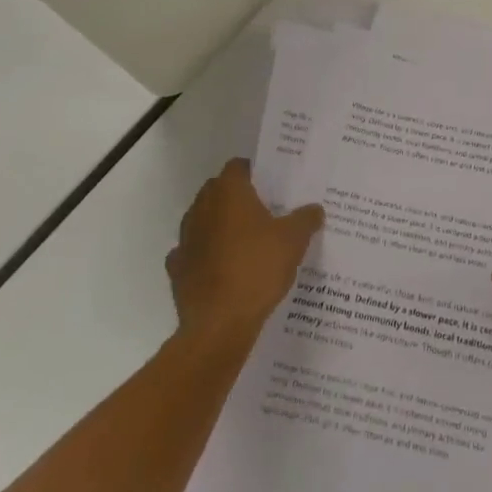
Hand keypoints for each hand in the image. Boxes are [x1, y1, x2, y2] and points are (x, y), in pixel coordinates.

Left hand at [166, 159, 323, 346]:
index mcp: (229, 193)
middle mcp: (202, 208)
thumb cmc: (257, 269)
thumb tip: (314, 209)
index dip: (255, 172)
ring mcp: (185, 239)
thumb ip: (306, 219)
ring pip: (203, 220)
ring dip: (219, 225)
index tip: (272, 184)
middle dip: (237, 197)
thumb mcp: (294, 240)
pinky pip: (193, 252)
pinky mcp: (177, 269)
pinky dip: (206, 255)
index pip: (238, 166)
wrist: (219, 324)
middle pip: (217, 190)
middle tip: (264, 210)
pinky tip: (223, 267)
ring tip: (246, 241)